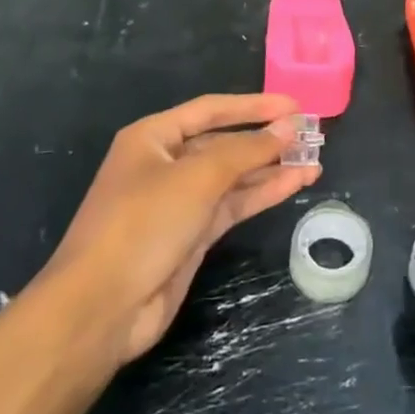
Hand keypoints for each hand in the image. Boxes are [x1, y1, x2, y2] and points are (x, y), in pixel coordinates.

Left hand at [44, 93, 318, 363]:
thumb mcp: (197, 178)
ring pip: (233, 176)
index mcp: (154, 137)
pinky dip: (262, 194)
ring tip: (314, 160)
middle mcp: (166, 163)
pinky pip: (233, 204)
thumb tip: (288, 127)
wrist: (101, 308)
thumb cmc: (143, 224)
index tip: (295, 105)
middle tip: (311, 135)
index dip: (254, 105)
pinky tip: (295, 184)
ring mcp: (179, 201)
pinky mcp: (191, 235)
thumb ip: (246, 150)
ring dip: (271, 168)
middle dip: (266, 139)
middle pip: (224, 142)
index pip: (212, 109)